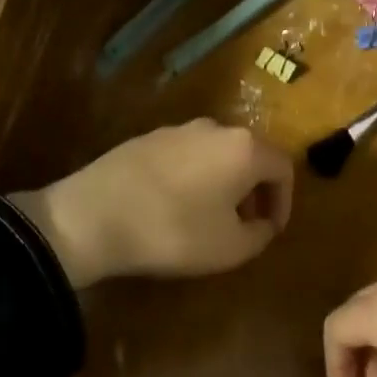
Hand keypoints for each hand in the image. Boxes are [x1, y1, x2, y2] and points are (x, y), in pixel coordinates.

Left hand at [10, 120, 292, 289]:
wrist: (92, 216)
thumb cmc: (173, 231)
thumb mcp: (230, 248)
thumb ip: (260, 235)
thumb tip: (263, 223)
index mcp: (244, 149)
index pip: (283, 168)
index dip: (284, 201)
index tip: (271, 230)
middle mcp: (216, 128)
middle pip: (250, 155)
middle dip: (254, 190)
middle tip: (245, 223)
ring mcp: (178, 129)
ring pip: (217, 153)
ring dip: (223, 182)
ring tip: (209, 216)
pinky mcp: (147, 137)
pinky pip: (186, 155)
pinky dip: (194, 176)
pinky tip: (175, 204)